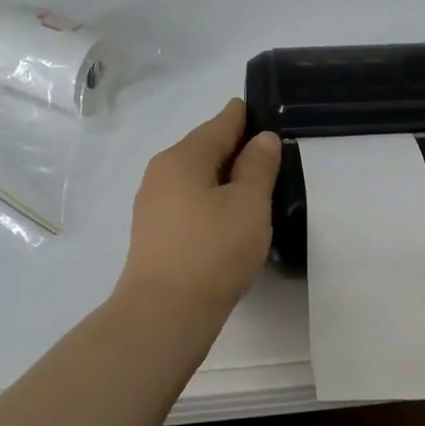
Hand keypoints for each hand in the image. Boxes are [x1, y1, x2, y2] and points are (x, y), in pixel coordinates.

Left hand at [119, 98, 280, 315]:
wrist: (165, 314)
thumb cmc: (213, 250)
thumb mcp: (248, 204)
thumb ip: (258, 167)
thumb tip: (262, 139)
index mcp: (183, 157)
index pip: (220, 124)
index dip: (244, 116)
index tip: (264, 112)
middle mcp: (161, 174)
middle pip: (205, 150)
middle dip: (236, 149)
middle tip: (271, 154)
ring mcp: (153, 206)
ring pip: (196, 179)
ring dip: (224, 179)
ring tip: (256, 188)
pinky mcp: (155, 235)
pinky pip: (190, 204)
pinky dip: (212, 202)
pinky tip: (230, 219)